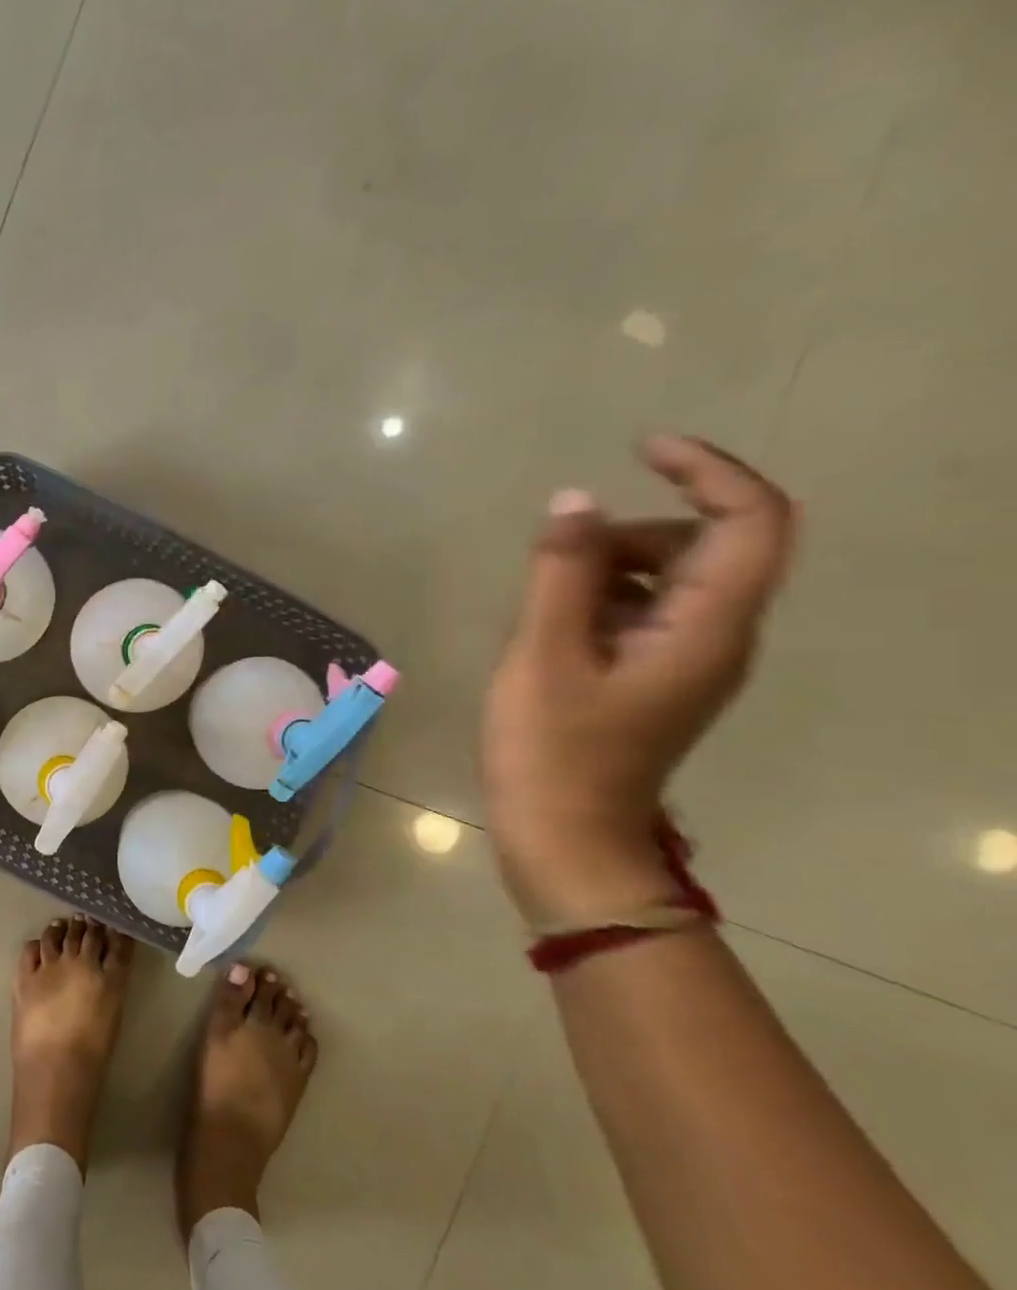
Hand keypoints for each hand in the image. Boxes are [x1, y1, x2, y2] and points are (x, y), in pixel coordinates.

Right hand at [483, 437, 794, 930]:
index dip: (708, 469)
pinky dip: (599, 602)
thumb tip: (574, 499)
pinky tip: (547, 633)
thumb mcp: (544, 656)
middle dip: (631, 531)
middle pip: (705, 546)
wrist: (564, 841)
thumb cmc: (552, 752)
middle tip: (554, 559)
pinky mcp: (654, 680)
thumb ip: (561, 573)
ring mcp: (686, 663)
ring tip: (539, 607)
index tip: (642, 448)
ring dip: (607, 568)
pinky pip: (642, 614)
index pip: (751, 520)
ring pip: (669, 580)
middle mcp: (716, 639)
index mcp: (706, 629)